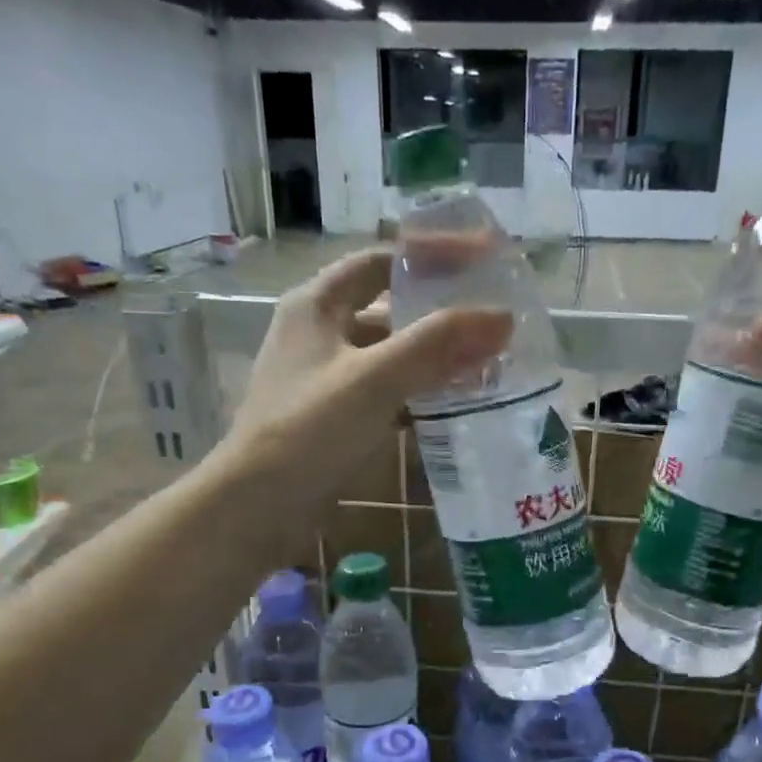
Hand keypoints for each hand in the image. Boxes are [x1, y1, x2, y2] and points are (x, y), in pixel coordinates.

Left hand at [228, 249, 511, 496]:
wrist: (259, 506)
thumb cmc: (309, 429)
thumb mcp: (374, 379)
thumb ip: (437, 344)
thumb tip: (503, 317)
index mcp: (317, 304)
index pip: (382, 261)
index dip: (432, 255)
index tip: (484, 259)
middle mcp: (321, 332)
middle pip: (390, 307)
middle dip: (441, 311)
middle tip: (494, 316)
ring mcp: (328, 376)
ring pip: (391, 352)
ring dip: (435, 355)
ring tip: (488, 359)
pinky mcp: (337, 415)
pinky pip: (388, 390)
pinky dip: (420, 391)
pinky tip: (455, 401)